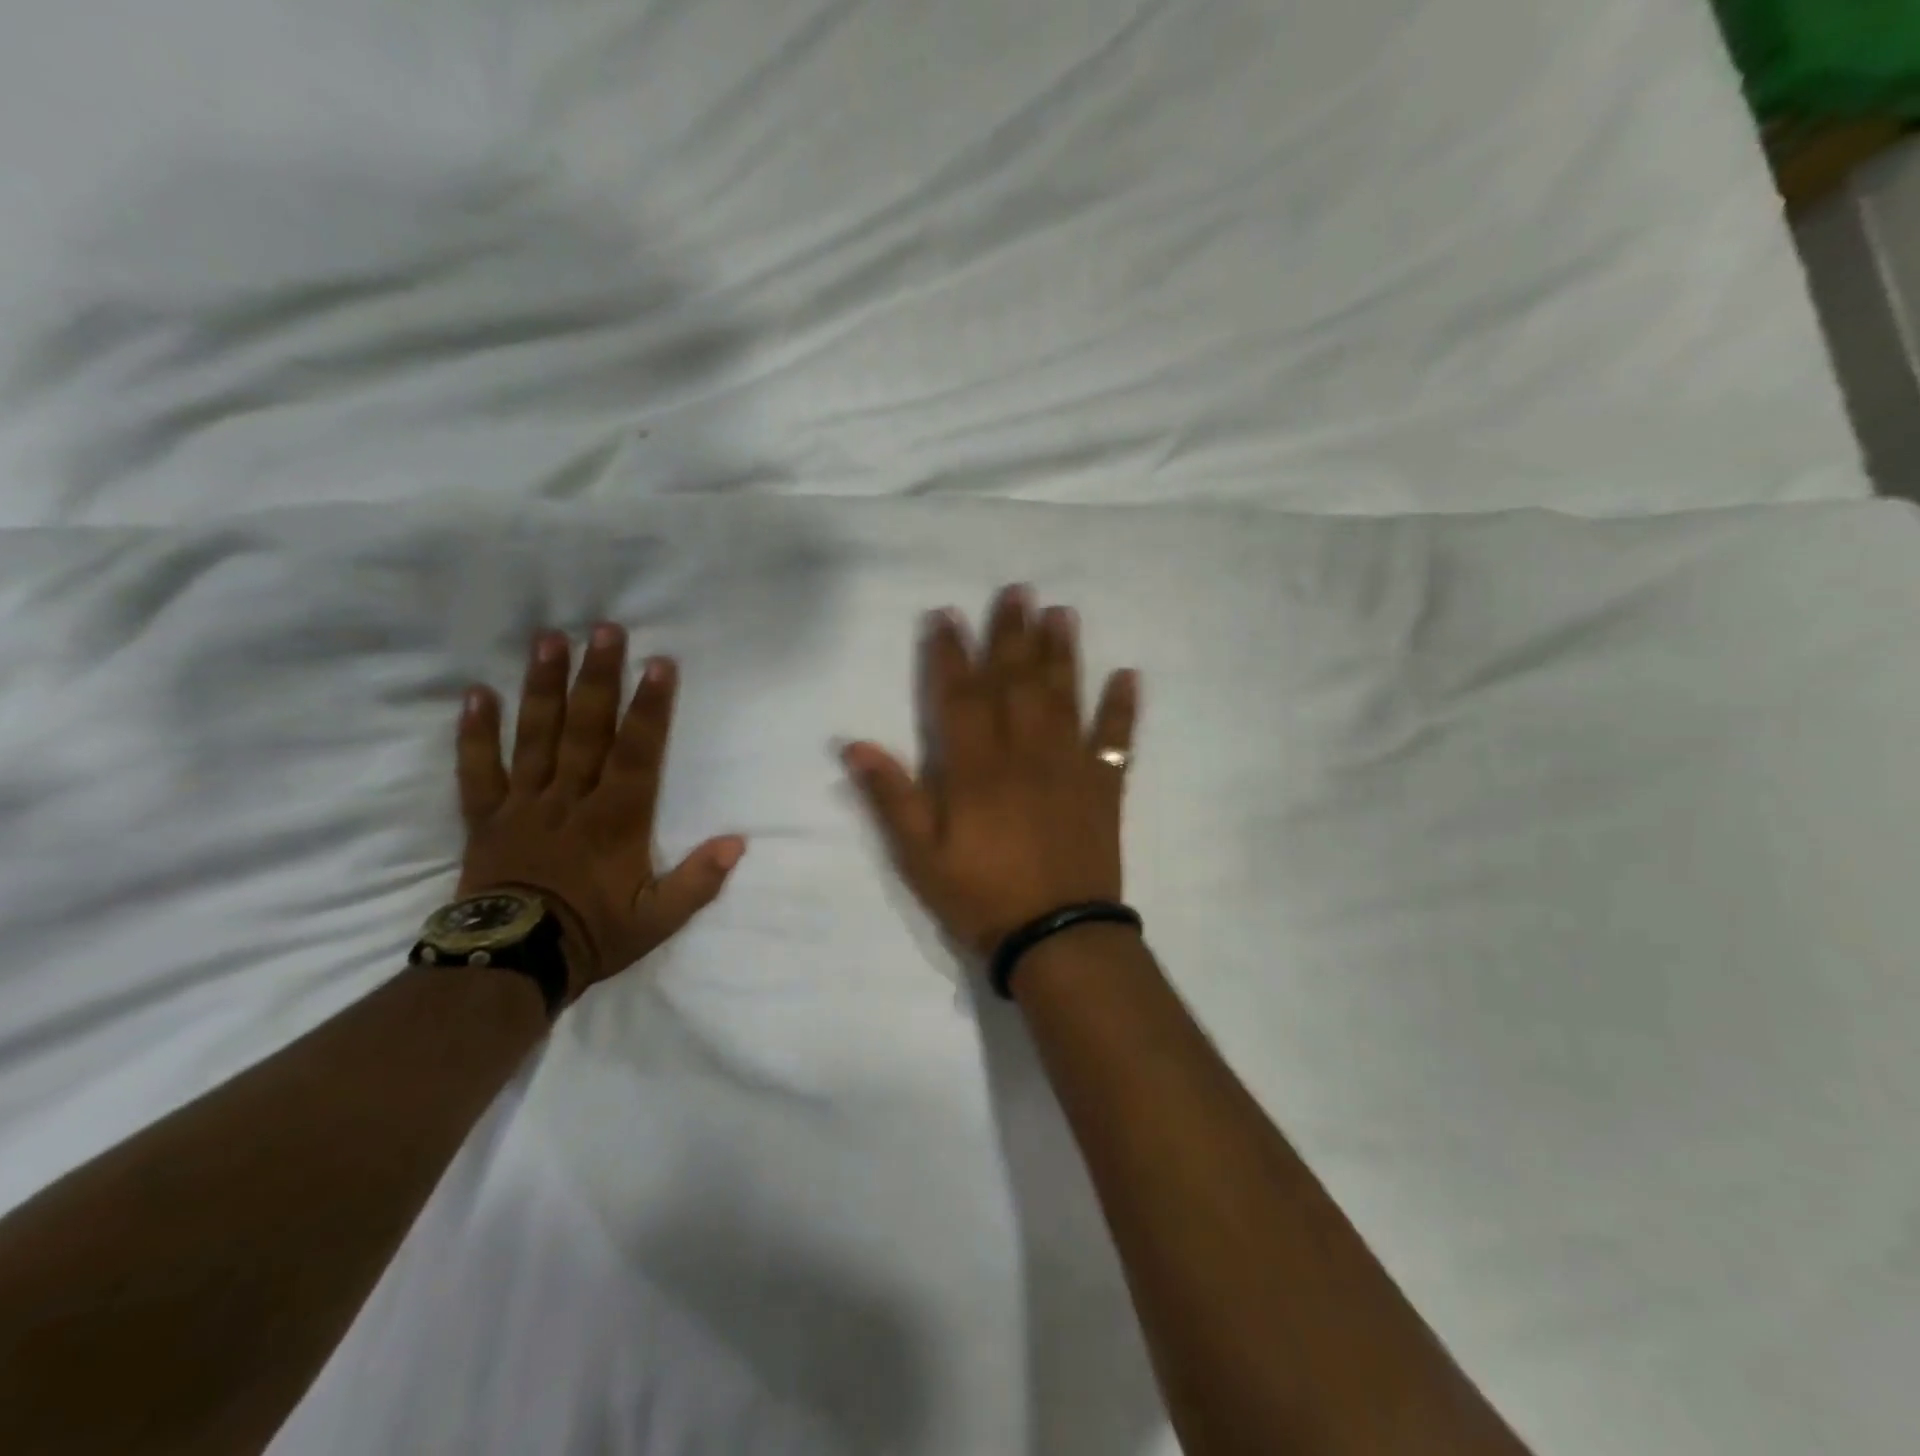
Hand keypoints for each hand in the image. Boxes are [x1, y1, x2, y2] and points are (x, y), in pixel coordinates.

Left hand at [456, 625, 744, 1000]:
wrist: (510, 964)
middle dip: (598, 677)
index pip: (636, 752)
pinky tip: (476, 693)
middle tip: (603, 630)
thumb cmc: (592, 935)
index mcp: (615, 819)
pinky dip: (475, 732)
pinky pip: (477, 769)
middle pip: (586, 729)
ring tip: (548, 640)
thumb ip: (699, 881)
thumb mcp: (658, 919)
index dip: (649, 708)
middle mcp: (570, 799)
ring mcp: (524, 804)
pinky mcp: (485, 817)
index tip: (658, 664)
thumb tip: (738, 842)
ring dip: (543, 687)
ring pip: (536, 736)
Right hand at [842, 586, 1139, 958]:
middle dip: (1012, 634)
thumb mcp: (920, 857)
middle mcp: (1024, 753)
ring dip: (1062, 653)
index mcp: (976, 768)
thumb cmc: (981, 897)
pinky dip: (1123, 707)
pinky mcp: (1104, 787)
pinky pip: (1116, 739)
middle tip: (1017, 590)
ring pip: (1064, 697)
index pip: (959, 696)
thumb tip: (855, 744)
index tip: (947, 615)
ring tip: (1062, 613)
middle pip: (1016, 682)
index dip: (950, 653)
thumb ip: (892, 798)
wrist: (1057, 937)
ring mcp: (1069, 766)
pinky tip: (1129, 674)